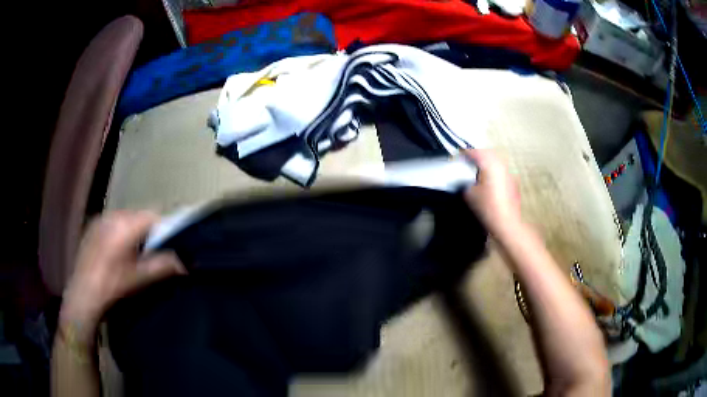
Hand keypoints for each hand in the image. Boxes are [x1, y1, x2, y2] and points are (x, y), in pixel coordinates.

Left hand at [60, 211, 185, 340]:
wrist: (83, 295)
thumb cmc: (113, 287)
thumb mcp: (140, 278)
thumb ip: (163, 266)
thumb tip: (185, 263)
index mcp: (125, 225)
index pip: (153, 215)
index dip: (166, 226)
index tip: (174, 242)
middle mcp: (112, 215)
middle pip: (140, 215)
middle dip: (150, 230)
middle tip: (156, 251)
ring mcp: (100, 220)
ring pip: (126, 218)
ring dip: (135, 231)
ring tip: (137, 252)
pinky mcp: (93, 227)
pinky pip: (114, 223)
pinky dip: (122, 232)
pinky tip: (120, 251)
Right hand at [462, 149, 521, 235]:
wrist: (506, 223)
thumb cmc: (487, 207)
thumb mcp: (469, 194)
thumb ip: (465, 182)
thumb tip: (465, 180)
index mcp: (490, 165)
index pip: (476, 153)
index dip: (466, 153)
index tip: (459, 155)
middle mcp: (501, 166)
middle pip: (488, 154)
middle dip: (478, 155)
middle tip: (468, 160)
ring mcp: (509, 174)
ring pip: (497, 162)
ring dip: (487, 163)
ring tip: (478, 170)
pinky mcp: (513, 183)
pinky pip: (502, 171)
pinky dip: (494, 172)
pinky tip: (489, 181)